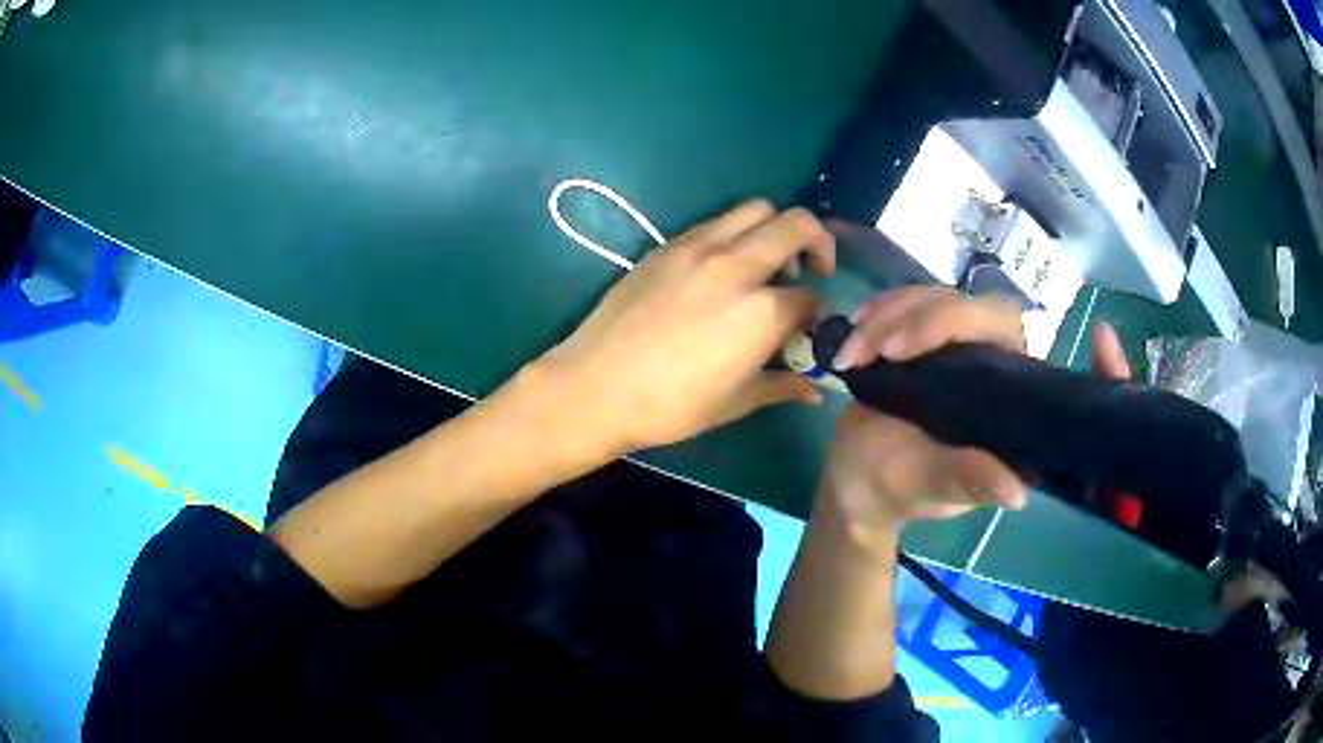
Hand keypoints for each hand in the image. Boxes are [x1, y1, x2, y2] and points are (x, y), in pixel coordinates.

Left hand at [538, 201, 835, 454]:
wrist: (596, 387)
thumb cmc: (670, 406)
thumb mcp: (735, 402)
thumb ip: (782, 386)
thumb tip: (814, 392)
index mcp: (762, 311)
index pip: (809, 297)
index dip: (814, 312)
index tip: (805, 326)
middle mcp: (738, 267)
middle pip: (797, 225)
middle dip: (818, 241)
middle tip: (813, 268)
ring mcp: (700, 248)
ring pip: (757, 209)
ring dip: (776, 227)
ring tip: (770, 260)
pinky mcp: (669, 245)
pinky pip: (717, 222)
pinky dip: (736, 233)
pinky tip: (725, 266)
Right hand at [820, 287, 1030, 547]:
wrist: (860, 479)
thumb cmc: (902, 487)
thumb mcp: (933, 486)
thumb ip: (969, 481)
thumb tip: (1016, 494)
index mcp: (1007, 390)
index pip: (996, 327)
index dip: (948, 323)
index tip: (893, 351)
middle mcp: (991, 355)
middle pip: (960, 303)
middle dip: (905, 318)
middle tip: (860, 350)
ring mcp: (956, 340)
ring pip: (929, 298)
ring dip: (882, 317)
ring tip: (847, 355)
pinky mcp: (926, 335)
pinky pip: (907, 303)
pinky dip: (875, 312)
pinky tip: (851, 331)